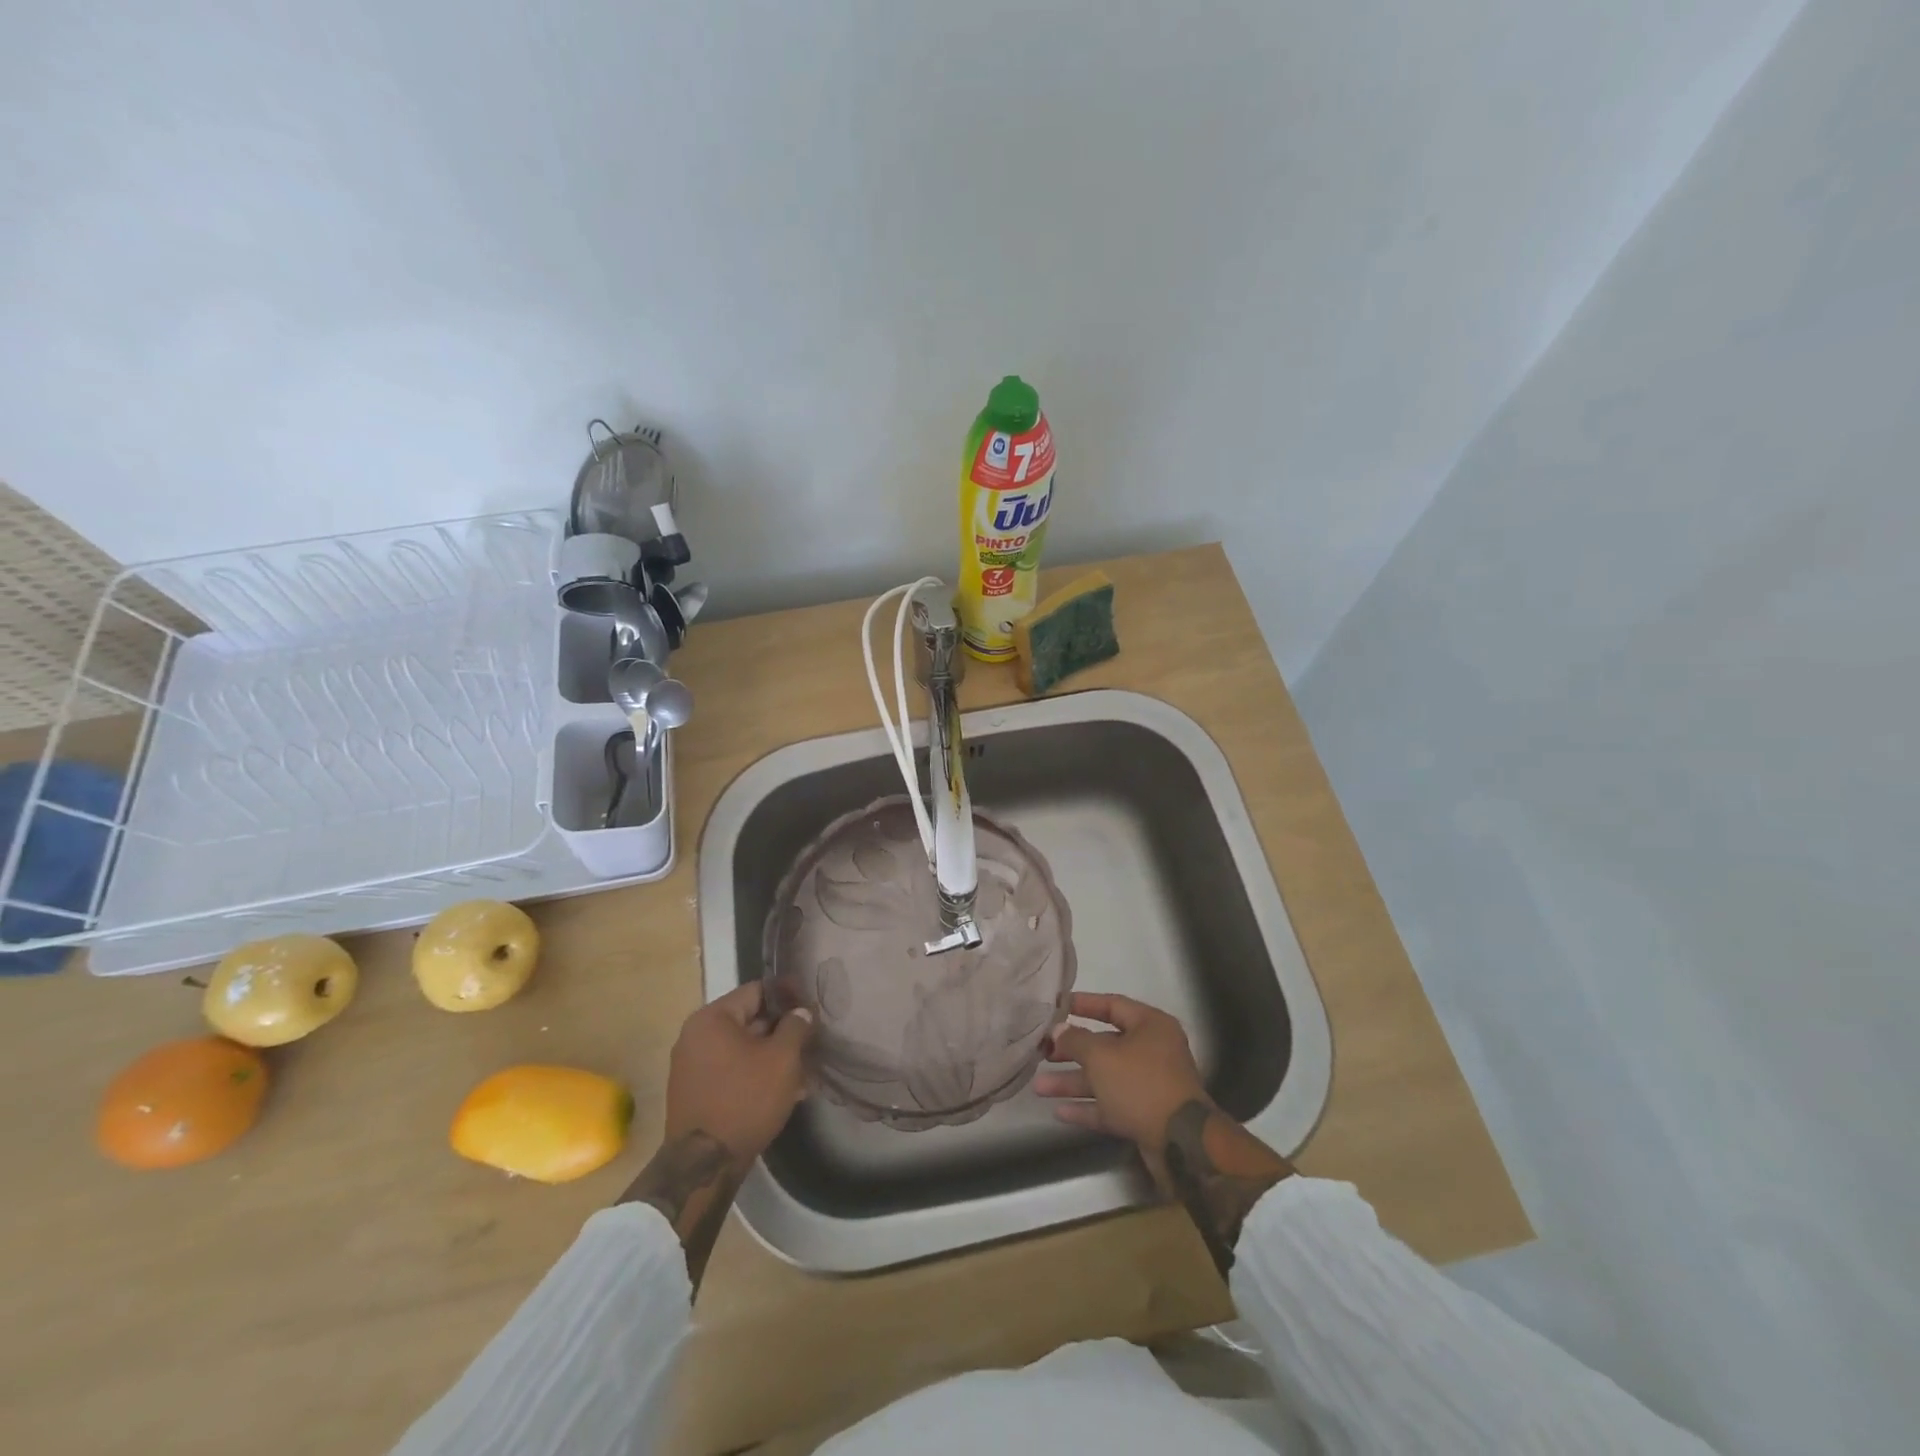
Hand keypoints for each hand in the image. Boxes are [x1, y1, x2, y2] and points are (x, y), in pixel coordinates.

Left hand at [663, 982, 813, 1167]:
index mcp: (712, 1019)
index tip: (811, 1006)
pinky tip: (783, 1091)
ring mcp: (691, 1066)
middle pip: (749, 1021)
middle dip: (782, 1031)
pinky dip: (755, 1074)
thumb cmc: (745, 1099)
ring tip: (803, 1072)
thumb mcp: (782, 1058)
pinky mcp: (694, 1093)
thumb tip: (800, 1011)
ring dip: (772, 1056)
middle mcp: (695, 1036)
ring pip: (742, 1050)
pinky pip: (731, 1071)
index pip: (757, 991)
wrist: (704, 1165)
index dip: (788, 996)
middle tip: (811, 1041)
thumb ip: (796, 1026)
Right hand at [1034, 991, 1210, 1154]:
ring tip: (1038, 1087)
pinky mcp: (1145, 1115)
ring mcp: (1150, 1085)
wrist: (1181, 1143)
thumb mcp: (1101, 1056)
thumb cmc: (1141, 1084)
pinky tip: (1059, 1112)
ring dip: (1073, 1081)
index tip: (1056, 1006)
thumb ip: (1076, 1040)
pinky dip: (1087, 1107)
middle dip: (1071, 1050)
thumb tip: (1058, 1030)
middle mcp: (1152, 1051)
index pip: (1112, 1005)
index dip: (1083, 1004)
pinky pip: (1111, 1104)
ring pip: (1104, 1077)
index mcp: (1150, 1026)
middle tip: (1042, 1052)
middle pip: (1105, 1044)